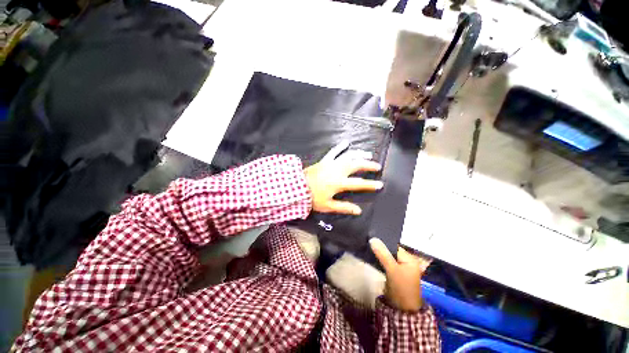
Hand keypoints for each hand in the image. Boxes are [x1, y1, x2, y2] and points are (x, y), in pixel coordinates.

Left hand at [304, 142, 382, 214]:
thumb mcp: (328, 206)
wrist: (297, 187)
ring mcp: (331, 164)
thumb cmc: (312, 198)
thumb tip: (358, 211)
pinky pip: (334, 152)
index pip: (358, 183)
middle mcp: (337, 171)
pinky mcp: (324, 160)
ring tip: (368, 154)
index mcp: (339, 183)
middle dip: (368, 165)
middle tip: (377, 166)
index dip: (370, 184)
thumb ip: (344, 207)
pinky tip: (346, 142)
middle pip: (356, 165)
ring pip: (348, 156)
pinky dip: (340, 147)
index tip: (380, 184)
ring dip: (359, 154)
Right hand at [370, 238, 431, 311]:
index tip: (371, 237)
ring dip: (380, 253)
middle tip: (368, 241)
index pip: (394, 245)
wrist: (402, 309)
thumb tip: (373, 239)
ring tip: (368, 246)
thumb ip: (383, 254)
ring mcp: (400, 267)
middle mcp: (406, 261)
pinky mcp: (394, 272)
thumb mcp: (392, 269)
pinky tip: (372, 255)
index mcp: (410, 259)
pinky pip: (386, 261)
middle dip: (381, 247)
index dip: (383, 242)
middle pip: (391, 250)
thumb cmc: (401, 287)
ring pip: (388, 256)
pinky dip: (380, 258)